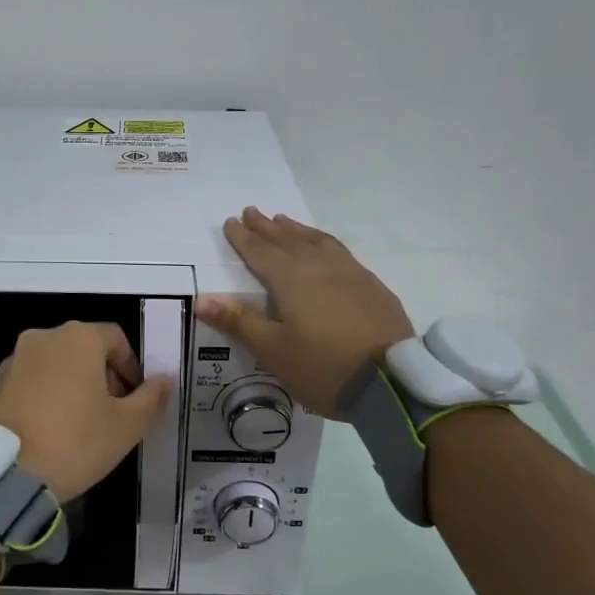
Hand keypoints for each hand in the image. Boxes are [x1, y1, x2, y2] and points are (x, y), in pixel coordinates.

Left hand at [0, 322, 173, 502]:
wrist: (4, 474)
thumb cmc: (75, 442)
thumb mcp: (126, 426)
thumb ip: (150, 398)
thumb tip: (164, 380)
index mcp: (78, 338)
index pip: (116, 338)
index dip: (132, 366)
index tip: (136, 398)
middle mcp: (44, 337)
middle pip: (85, 348)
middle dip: (103, 376)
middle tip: (112, 413)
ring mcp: (14, 359)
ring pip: (56, 364)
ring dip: (74, 385)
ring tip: (80, 425)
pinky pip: (31, 381)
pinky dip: (46, 396)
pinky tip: (50, 430)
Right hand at [195, 207, 414, 416]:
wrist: (392, 382)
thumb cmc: (322, 367)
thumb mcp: (272, 350)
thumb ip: (239, 321)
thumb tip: (202, 299)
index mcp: (290, 279)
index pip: (260, 252)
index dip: (243, 238)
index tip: (231, 222)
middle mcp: (319, 266)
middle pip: (287, 240)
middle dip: (267, 226)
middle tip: (252, 211)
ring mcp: (350, 273)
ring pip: (316, 241)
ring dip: (296, 229)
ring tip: (284, 220)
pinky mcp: (372, 285)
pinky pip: (339, 251)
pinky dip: (322, 241)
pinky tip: (325, 247)